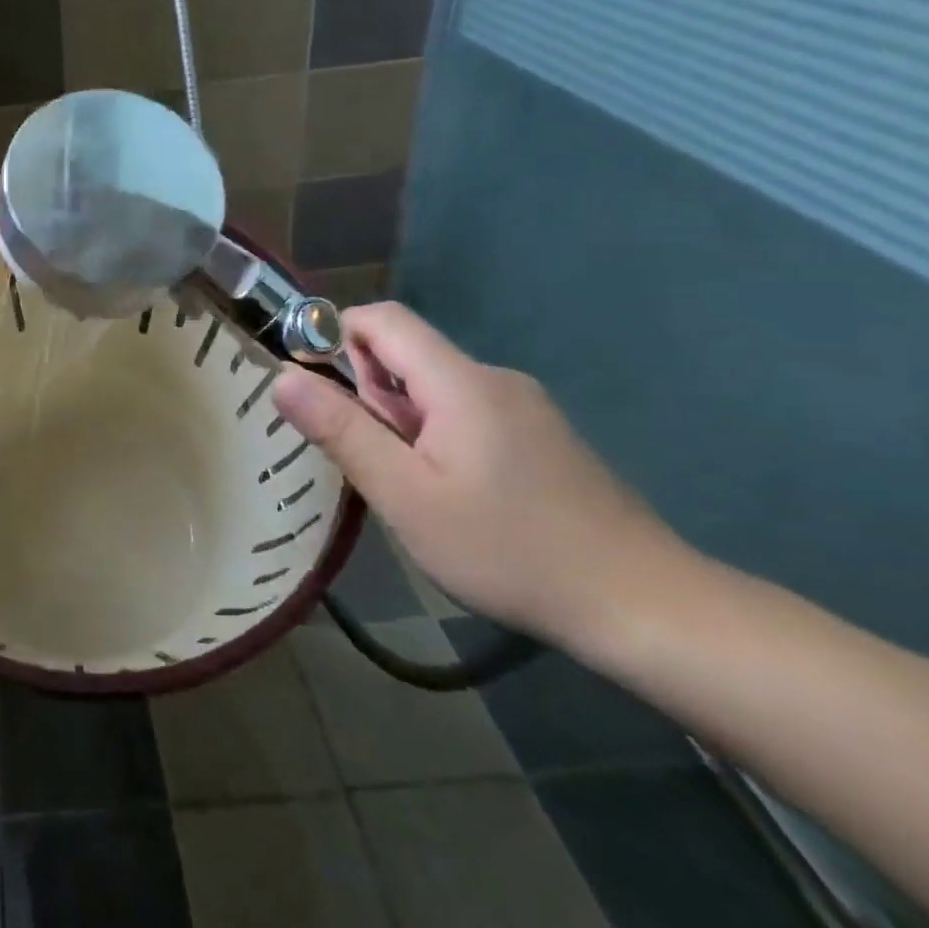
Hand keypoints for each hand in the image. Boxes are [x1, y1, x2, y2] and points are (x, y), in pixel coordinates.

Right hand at [273, 302, 684, 649]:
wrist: (646, 608)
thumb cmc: (510, 550)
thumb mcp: (406, 495)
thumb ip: (342, 430)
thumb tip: (281, 376)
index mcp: (460, 382)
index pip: (383, 319)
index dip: (335, 336)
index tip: (315, 389)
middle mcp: (493, 379)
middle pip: (406, 355)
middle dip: (366, 394)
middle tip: (369, 461)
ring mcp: (523, 408)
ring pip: (433, 389)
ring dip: (399, 421)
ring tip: (409, 489)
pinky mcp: (539, 437)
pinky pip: (464, 413)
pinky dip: (433, 437)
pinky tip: (449, 496)